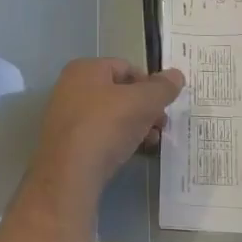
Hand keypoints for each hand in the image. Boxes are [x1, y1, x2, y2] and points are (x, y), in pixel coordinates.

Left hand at [27, 59, 184, 206]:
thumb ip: (162, 88)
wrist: (69, 173)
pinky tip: (130, 153)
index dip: (149, 84)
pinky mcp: (65, 144)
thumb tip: (176, 75)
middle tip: (162, 125)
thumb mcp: (142, 102)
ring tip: (151, 142)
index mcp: (85, 69)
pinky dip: (116, 141)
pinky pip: (97, 135)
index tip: (165, 104)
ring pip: (109, 115)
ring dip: (134, 126)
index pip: (126, 67)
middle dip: (144, 108)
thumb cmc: (105, 125)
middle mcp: (70, 87)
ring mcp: (65, 116)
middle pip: (118, 92)